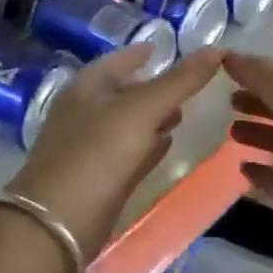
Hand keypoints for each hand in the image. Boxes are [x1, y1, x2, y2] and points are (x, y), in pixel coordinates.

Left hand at [6, 45, 222, 257]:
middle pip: (124, 91)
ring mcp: (90, 147)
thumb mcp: (141, 110)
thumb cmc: (97, 153)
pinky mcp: (99, 179)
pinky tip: (168, 145)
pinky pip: (130, 153)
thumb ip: (179, 82)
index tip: (168, 48)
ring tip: (184, 112)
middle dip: (153, 86)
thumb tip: (215, 50)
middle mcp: (86, 112)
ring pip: (128, 123)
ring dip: (153, 117)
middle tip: (187, 83)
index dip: (144, 52)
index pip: (121, 59)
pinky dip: (148, 146)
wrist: (57, 224)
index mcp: (87, 86)